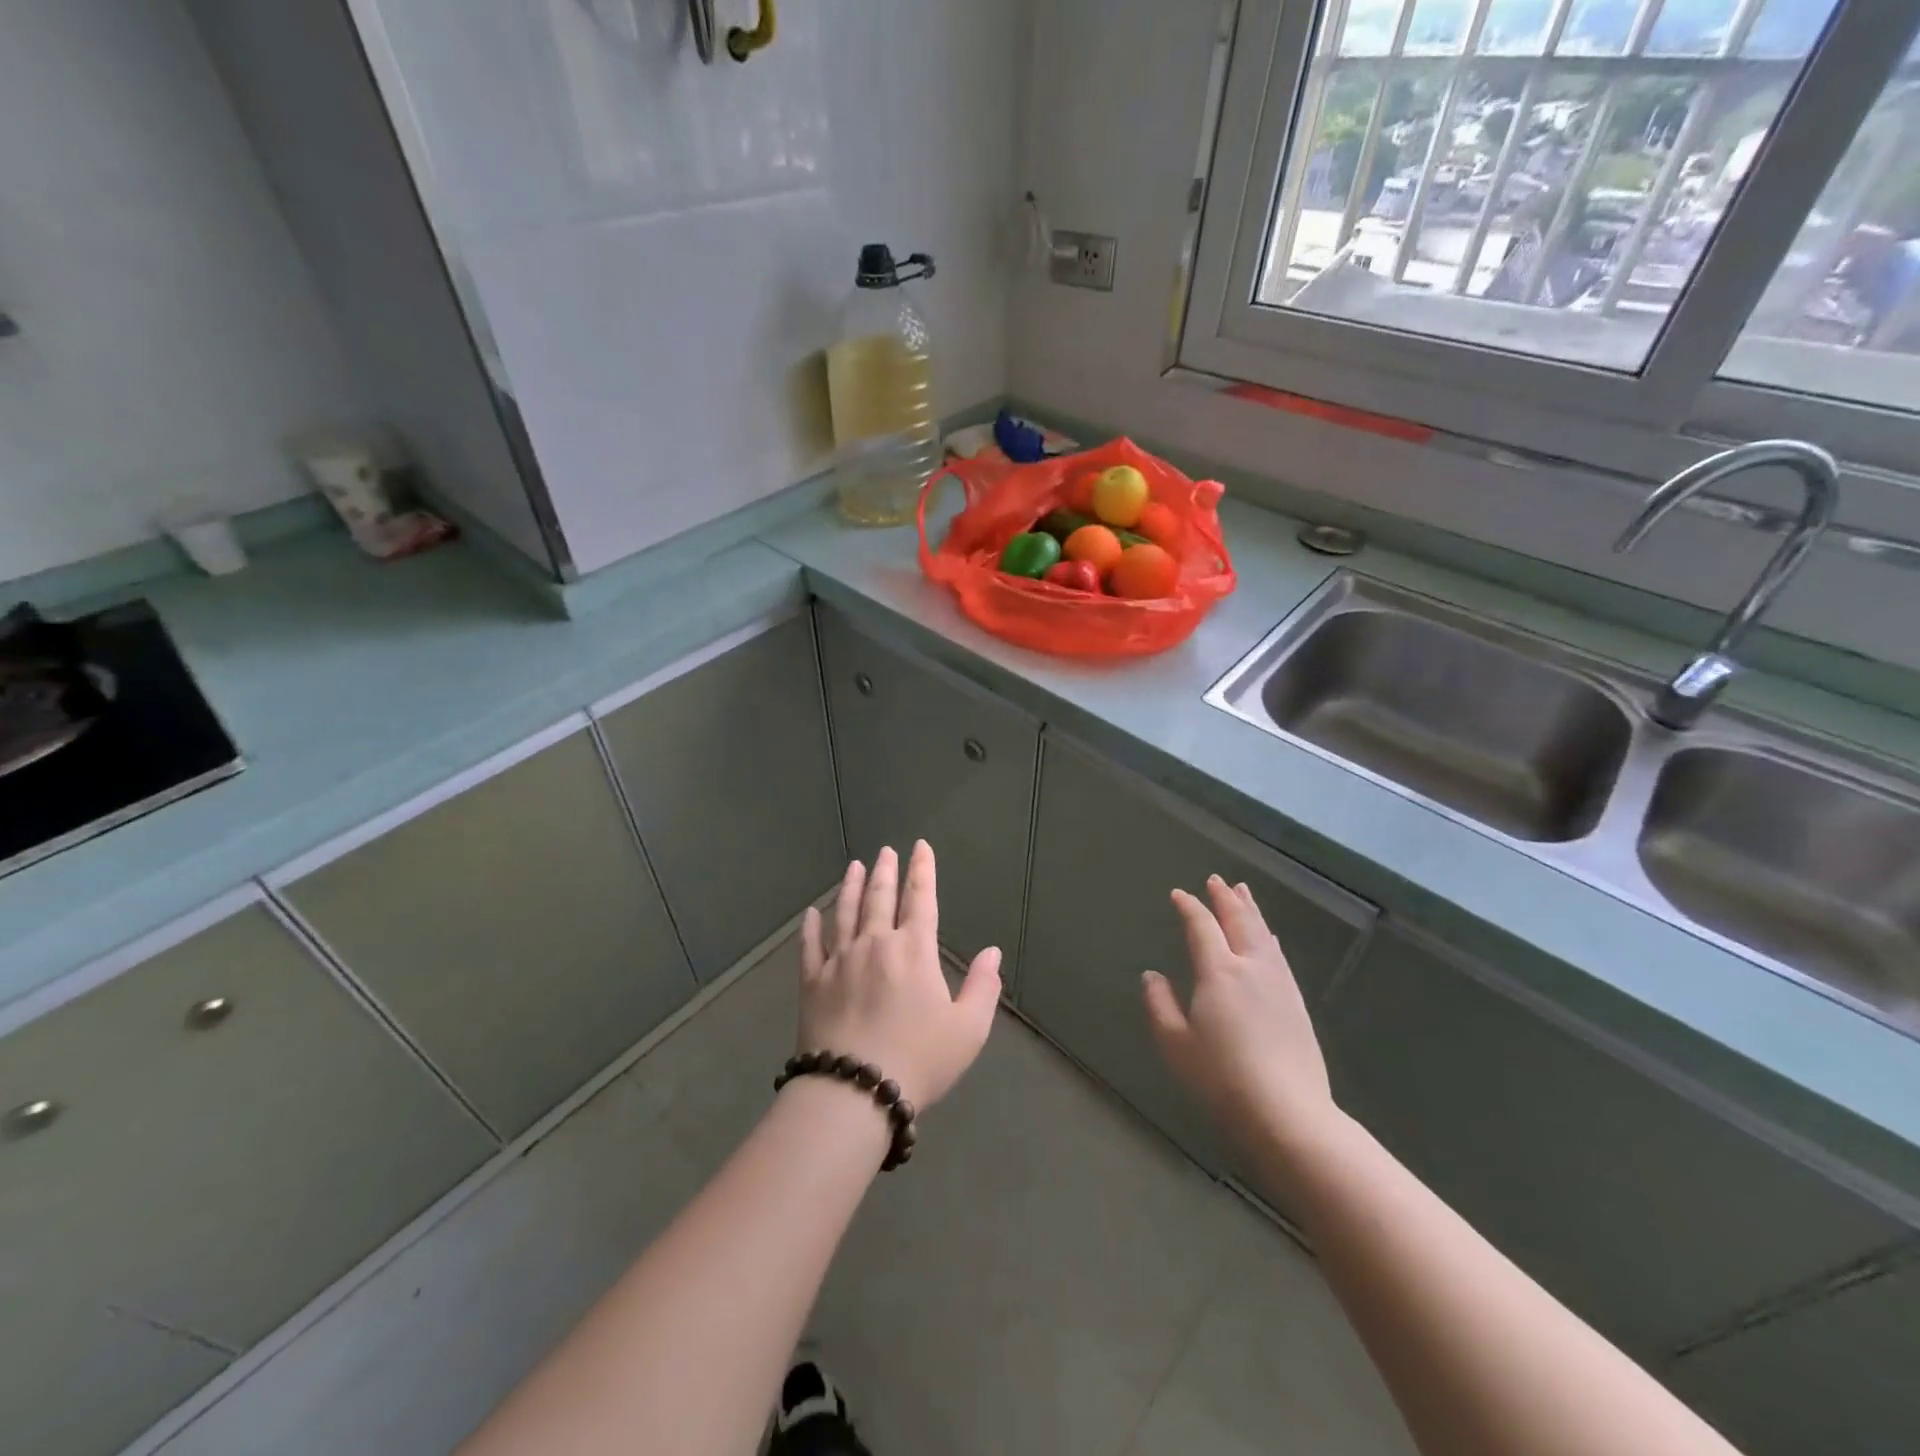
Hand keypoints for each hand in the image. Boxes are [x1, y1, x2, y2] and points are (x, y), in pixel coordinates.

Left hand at [798, 842, 1001, 1109]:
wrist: (854, 1091)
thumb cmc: (919, 1059)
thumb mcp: (968, 1029)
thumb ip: (983, 987)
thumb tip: (992, 952)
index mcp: (914, 950)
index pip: (921, 899)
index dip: (922, 870)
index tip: (920, 847)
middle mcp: (875, 944)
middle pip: (880, 898)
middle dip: (885, 871)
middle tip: (886, 851)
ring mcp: (839, 960)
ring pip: (845, 913)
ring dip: (850, 886)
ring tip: (854, 866)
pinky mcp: (812, 982)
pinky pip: (811, 946)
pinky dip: (811, 927)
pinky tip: (811, 913)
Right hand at [1142, 876, 1337, 1151]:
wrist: (1288, 1113)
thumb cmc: (1222, 1078)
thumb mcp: (1175, 1043)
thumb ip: (1160, 1004)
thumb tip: (1152, 975)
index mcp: (1218, 972)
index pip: (1202, 927)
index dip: (1189, 907)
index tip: (1178, 894)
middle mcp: (1250, 966)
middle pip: (1238, 921)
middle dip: (1225, 898)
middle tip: (1217, 880)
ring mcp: (1278, 983)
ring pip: (1262, 933)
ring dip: (1250, 910)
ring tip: (1243, 893)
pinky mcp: (1296, 1002)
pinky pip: (1278, 954)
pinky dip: (1267, 935)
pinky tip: (1269, 937)